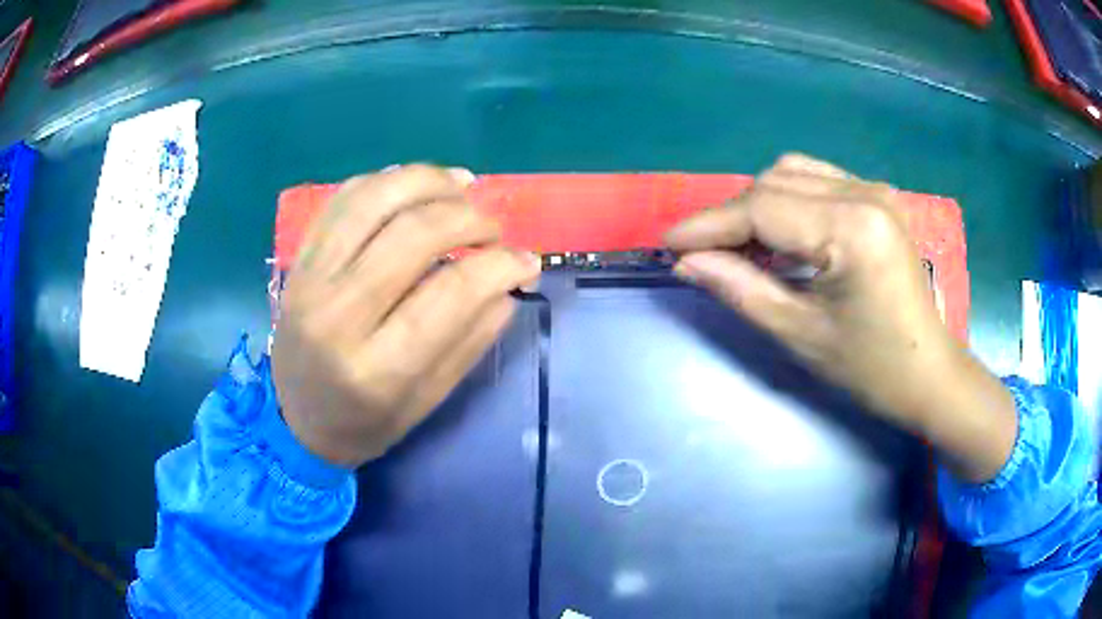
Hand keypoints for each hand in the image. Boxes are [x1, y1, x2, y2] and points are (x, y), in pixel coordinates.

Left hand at [272, 165, 540, 467]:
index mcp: (376, 369)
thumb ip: (470, 342)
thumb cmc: (365, 423)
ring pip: (374, 200)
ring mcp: (311, 280)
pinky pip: (344, 198)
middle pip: (412, 235)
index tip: (527, 259)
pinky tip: (415, 186)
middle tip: (494, 229)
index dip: (500, 265)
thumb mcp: (426, 402)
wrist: (295, 419)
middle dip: (469, 218)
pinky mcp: (300, 260)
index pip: (450, 294)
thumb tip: (509, 283)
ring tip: (463, 187)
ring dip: (429, 181)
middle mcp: (337, 316)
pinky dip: (386, 180)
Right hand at [666, 154, 1015, 482]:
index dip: (710, 224)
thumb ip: (740, 288)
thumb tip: (688, 262)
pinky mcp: (878, 198)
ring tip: (739, 246)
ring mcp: (875, 190)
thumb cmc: (871, 367)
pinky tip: (780, 235)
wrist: (929, 374)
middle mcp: (864, 192)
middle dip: (732, 217)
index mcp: (851, 227)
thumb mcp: (800, 333)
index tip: (669, 242)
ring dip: (757, 205)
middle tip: (704, 254)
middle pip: (774, 182)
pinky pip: (817, 181)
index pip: (762, 207)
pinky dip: (787, 201)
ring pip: (793, 174)